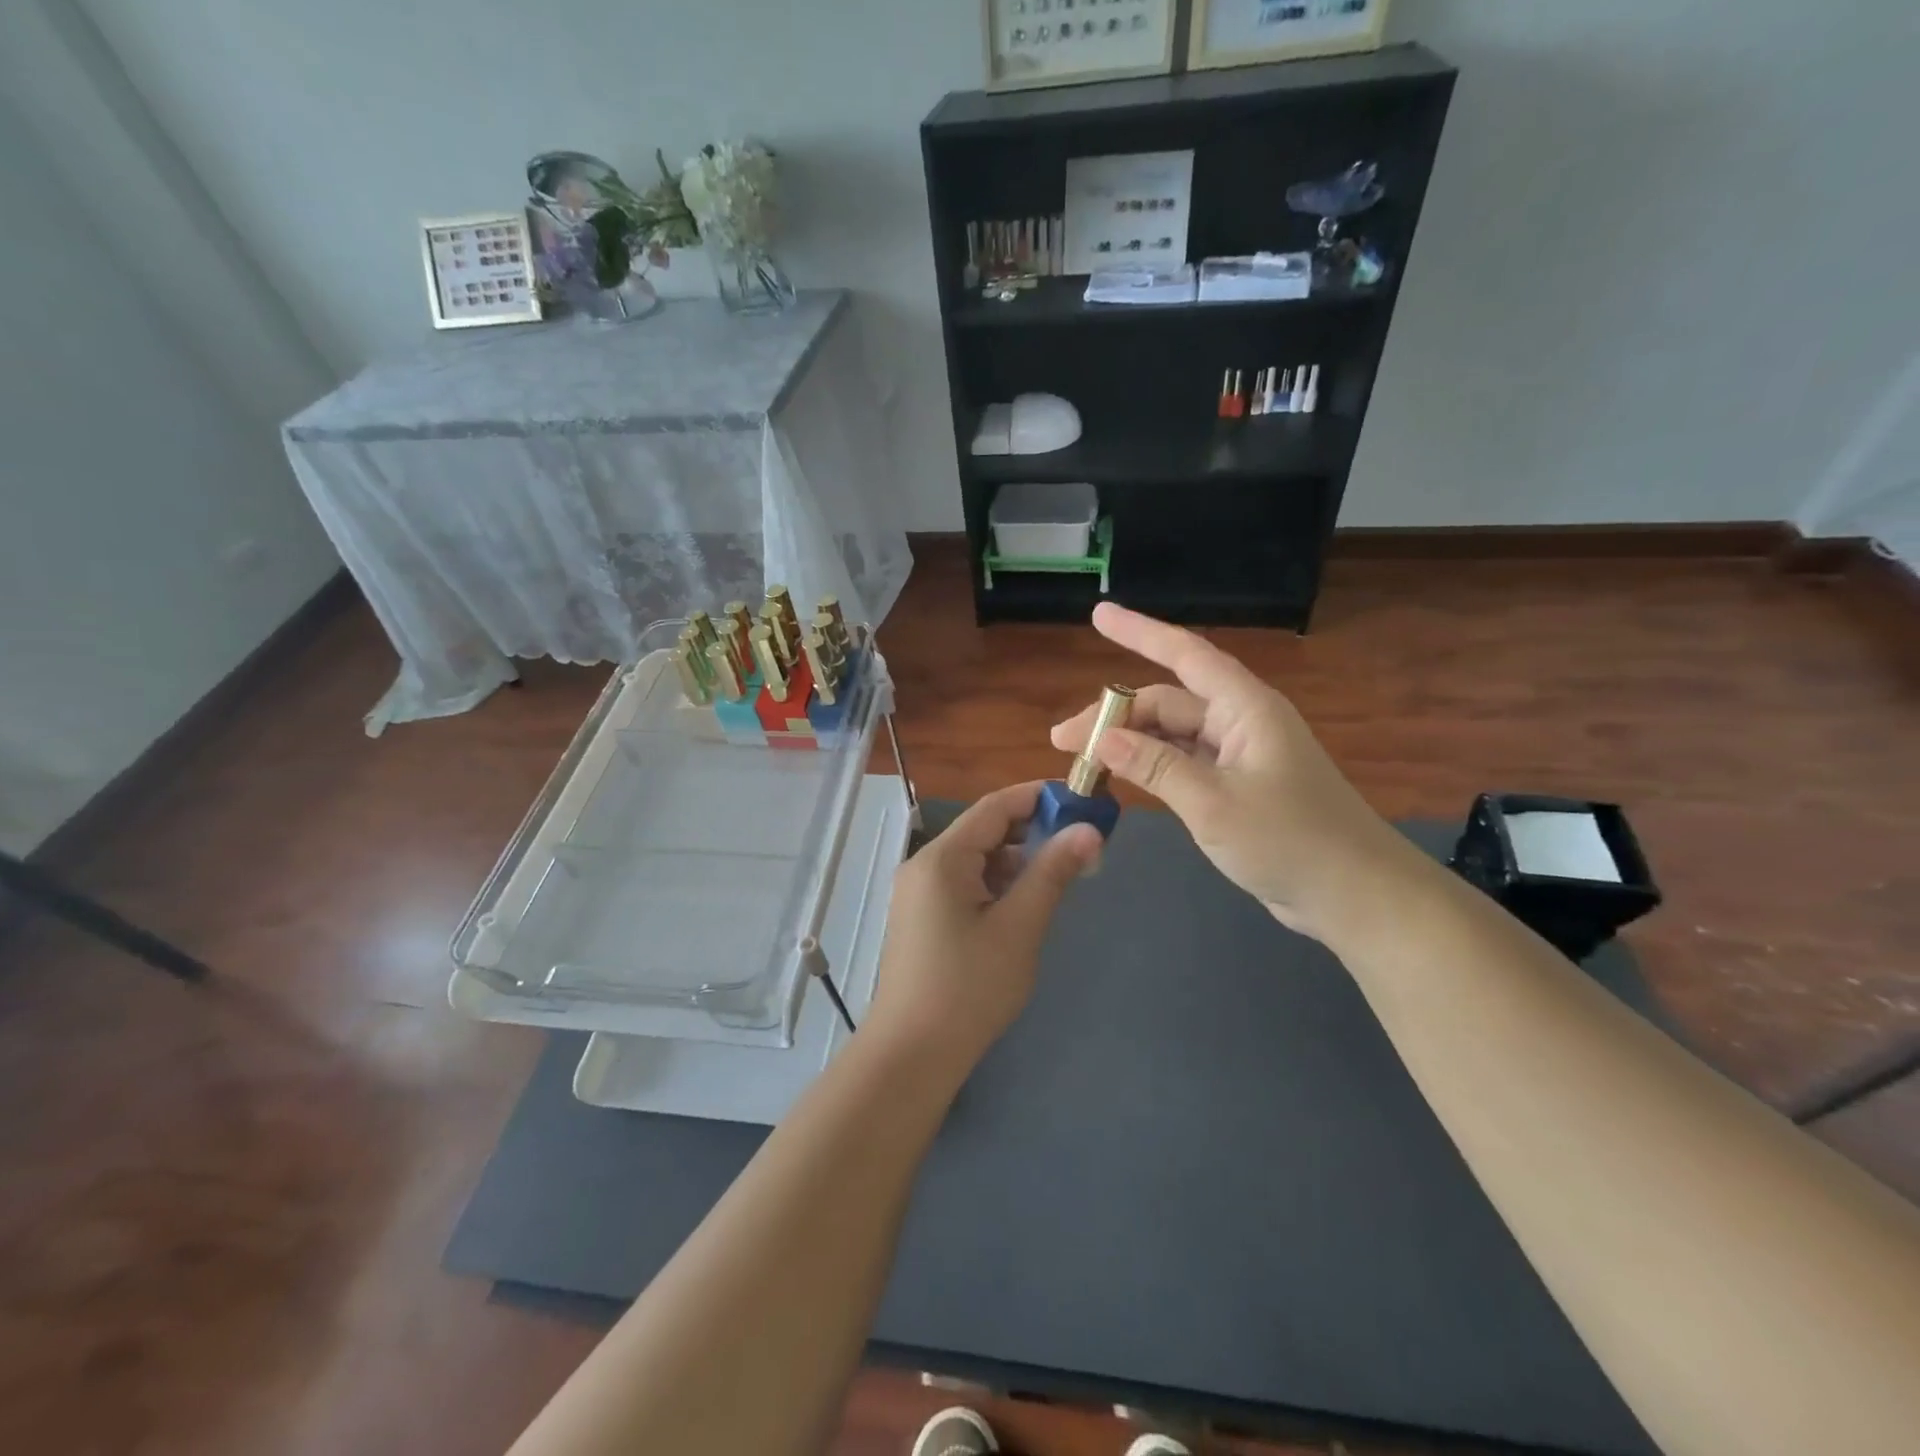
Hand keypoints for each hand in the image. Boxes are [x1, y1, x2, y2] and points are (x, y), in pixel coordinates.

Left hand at [866, 782, 1101, 1073]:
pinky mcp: (922, 917)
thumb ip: (1052, 873)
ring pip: (976, 860)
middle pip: (984, 830)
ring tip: (1060, 877)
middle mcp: (925, 865)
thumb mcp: (1019, 927)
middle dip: (1032, 831)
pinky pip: (965, 884)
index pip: (995, 806)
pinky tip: (1024, 905)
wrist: (911, 1054)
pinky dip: (997, 884)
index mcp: (942, 858)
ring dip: (1017, 861)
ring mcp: (919, 892)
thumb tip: (1089, 830)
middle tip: (1080, 845)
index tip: (1081, 800)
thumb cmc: (968, 988)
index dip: (1039, 797)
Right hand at [1051, 603, 1424, 942]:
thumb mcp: (1214, 804)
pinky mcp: (1236, 788)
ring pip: (1171, 736)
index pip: (1186, 655)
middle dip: (1114, 715)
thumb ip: (1155, 767)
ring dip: (1128, 744)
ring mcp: (1238, 757)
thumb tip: (1100, 739)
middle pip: (1167, 703)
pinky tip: (1119, 779)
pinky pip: (1182, 764)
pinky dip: (1150, 768)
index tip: (1098, 615)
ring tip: (1081, 761)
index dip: (1140, 632)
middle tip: (1063, 741)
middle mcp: (1239, 723)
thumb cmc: (1290, 840)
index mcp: (1244, 709)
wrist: (1352, 895)